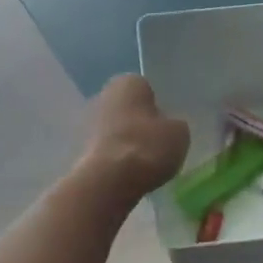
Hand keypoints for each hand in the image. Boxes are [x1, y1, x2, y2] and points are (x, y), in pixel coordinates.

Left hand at [81, 75, 190, 198]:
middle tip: (157, 143)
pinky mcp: (83, 148)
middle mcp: (104, 95)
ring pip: (117, 129)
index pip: (146, 88)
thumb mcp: (179, 134)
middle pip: (128, 108)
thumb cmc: (148, 146)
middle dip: (140, 123)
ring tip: (146, 162)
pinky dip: (117, 158)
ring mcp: (89, 123)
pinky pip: (108, 149)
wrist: (109, 180)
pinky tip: (130, 173)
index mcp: (128, 82)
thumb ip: (174, 125)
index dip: (157, 106)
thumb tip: (168, 128)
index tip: (166, 125)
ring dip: (128, 141)